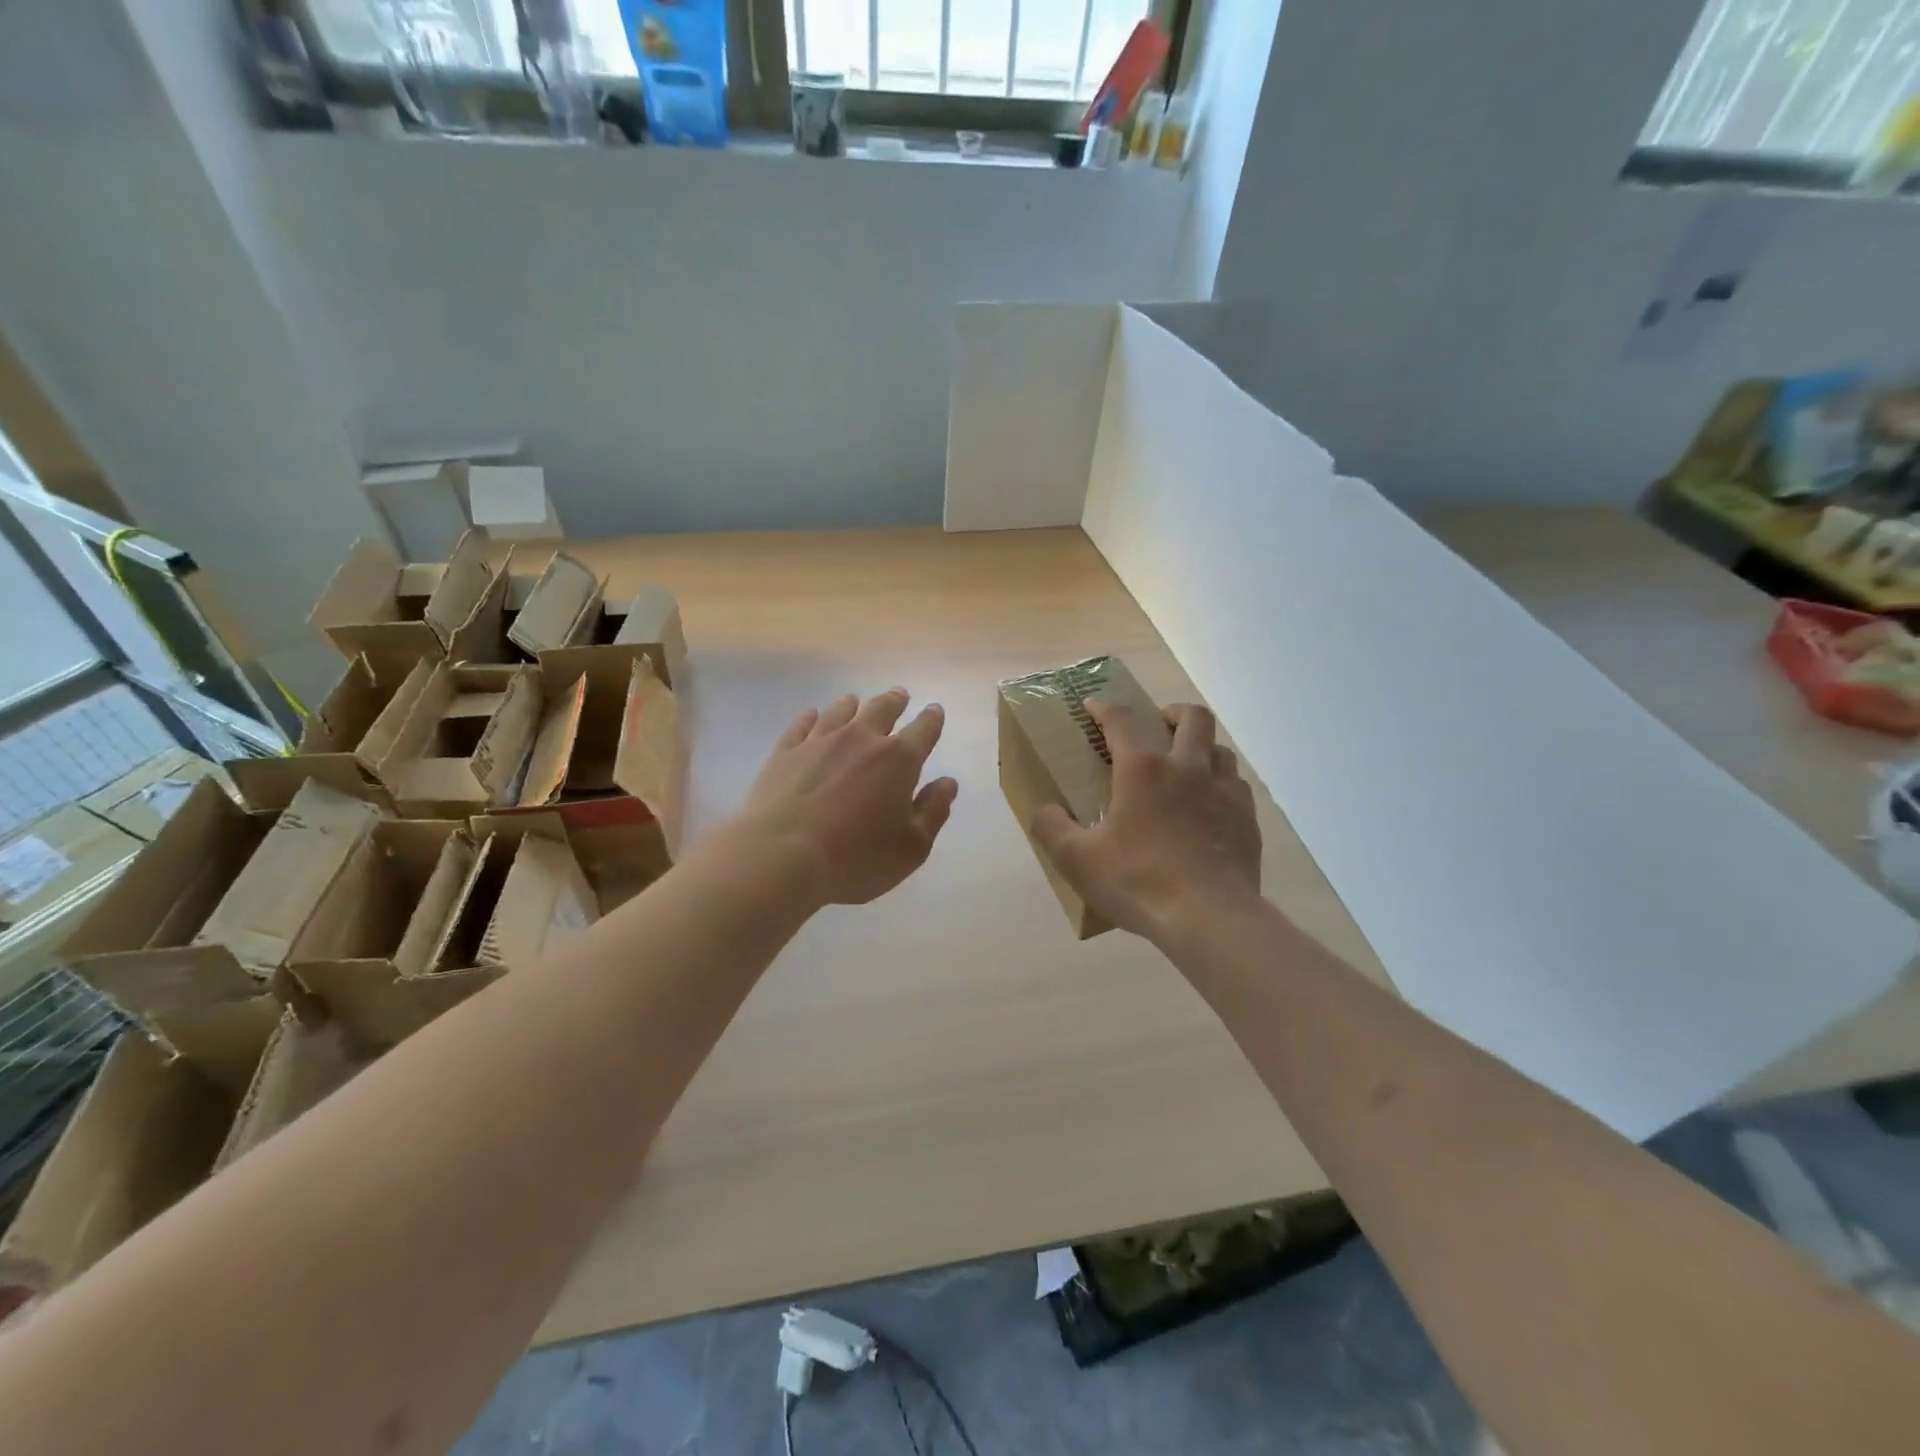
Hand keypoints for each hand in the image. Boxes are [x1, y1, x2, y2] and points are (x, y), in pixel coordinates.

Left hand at [738, 689, 958, 906]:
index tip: (934, 710)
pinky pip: (801, 725)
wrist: (782, 856)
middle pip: (881, 709)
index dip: (932, 719)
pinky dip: (811, 717)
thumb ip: (933, 811)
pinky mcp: (785, 752)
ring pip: (840, 712)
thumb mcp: (911, 847)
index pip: (923, 730)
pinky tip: (812, 715)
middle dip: (894, 701)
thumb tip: (947, 782)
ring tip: (855, 701)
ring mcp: (819, 742)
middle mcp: (861, 739)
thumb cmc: (857, 857)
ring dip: (852, 704)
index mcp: (898, 760)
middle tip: (899, 694)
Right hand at [1031, 701, 1261, 944]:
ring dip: (1202, 748)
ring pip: (1220, 749)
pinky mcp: (1247, 819)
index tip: (1093, 706)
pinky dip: (1221, 785)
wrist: (1209, 917)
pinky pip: (1237, 786)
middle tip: (1159, 724)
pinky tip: (1210, 807)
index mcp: (1143, 770)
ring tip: (1187, 767)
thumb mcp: (1077, 860)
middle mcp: (1187, 768)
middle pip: (1192, 718)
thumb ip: (1051, 829)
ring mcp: (1224, 792)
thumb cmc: (1137, 881)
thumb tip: (1043, 810)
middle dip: (1173, 711)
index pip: (1121, 721)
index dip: (1104, 709)